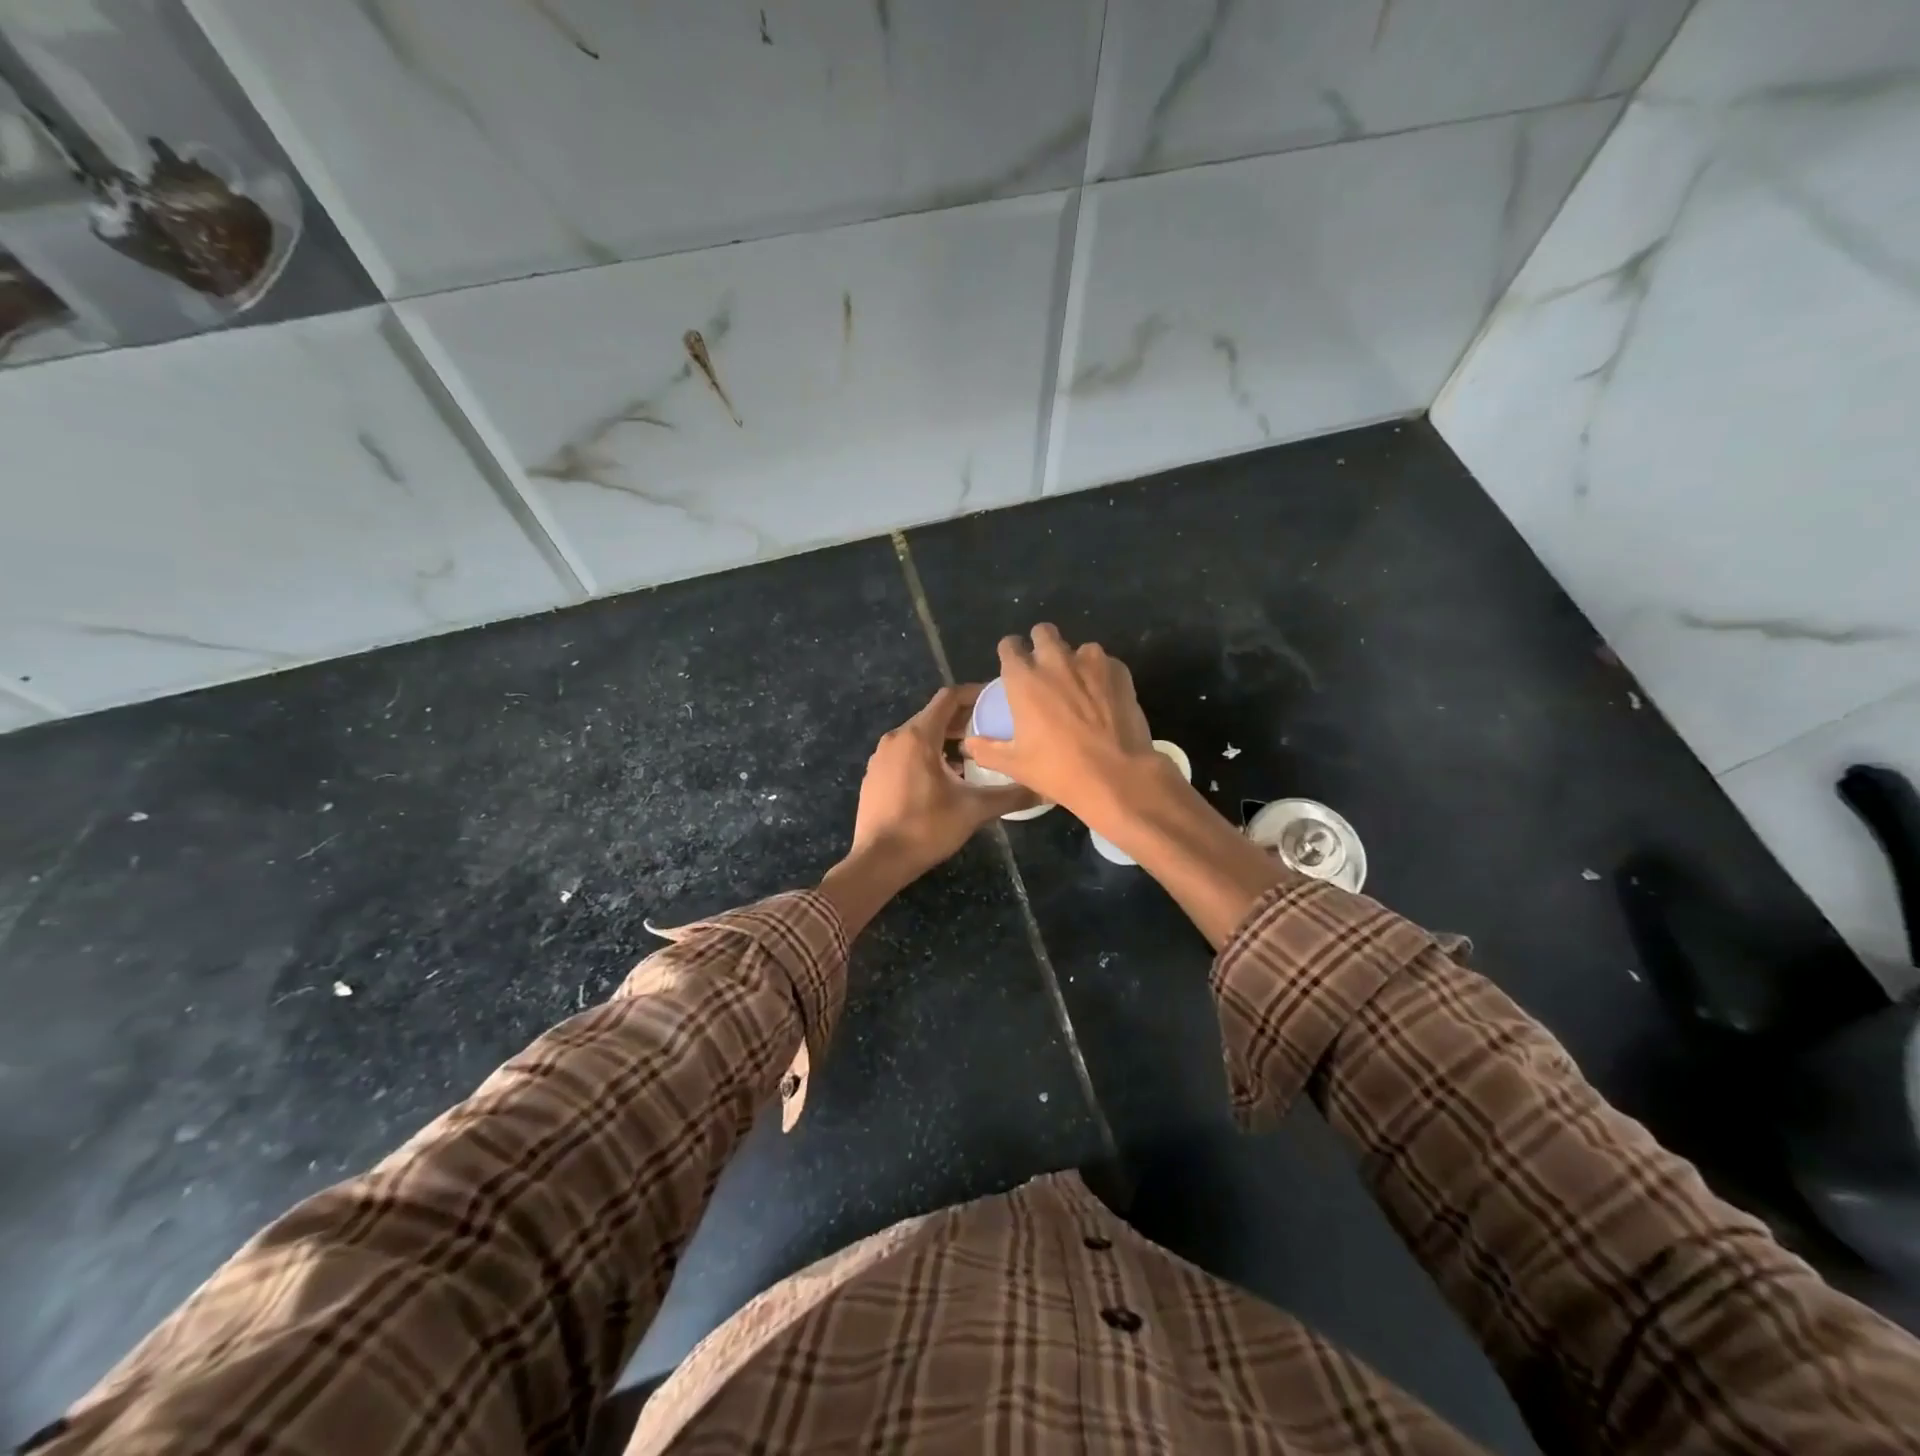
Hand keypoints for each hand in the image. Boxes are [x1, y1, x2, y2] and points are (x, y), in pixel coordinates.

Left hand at [845, 685, 1035, 882]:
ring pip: (918, 736)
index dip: (974, 694)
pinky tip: (944, 779)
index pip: (949, 698)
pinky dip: (927, 755)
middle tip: (991, 731)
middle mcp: (896, 738)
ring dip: (945, 740)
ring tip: (972, 757)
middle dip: (963, 720)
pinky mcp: (875, 775)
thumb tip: (1047, 791)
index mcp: (918, 736)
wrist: (877, 861)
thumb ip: (1012, 795)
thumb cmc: (926, 828)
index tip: (996, 701)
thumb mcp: (974, 810)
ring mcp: (881, 757)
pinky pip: (905, 754)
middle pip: (934, 716)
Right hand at [962, 624, 1162, 827]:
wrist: (1115, 776)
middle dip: (1041, 643)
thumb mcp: (1014, 765)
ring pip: (1079, 647)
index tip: (1013, 664)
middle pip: (1043, 632)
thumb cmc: (1057, 770)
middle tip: (1044, 668)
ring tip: (1079, 685)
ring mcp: (1091, 663)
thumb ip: (987, 750)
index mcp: (1024, 679)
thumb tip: (969, 744)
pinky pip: (1107, 663)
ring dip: (1075, 660)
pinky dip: (1102, 675)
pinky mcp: (1120, 672)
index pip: (1009, 646)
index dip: (1009, 652)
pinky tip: (1104, 697)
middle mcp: (1055, 661)